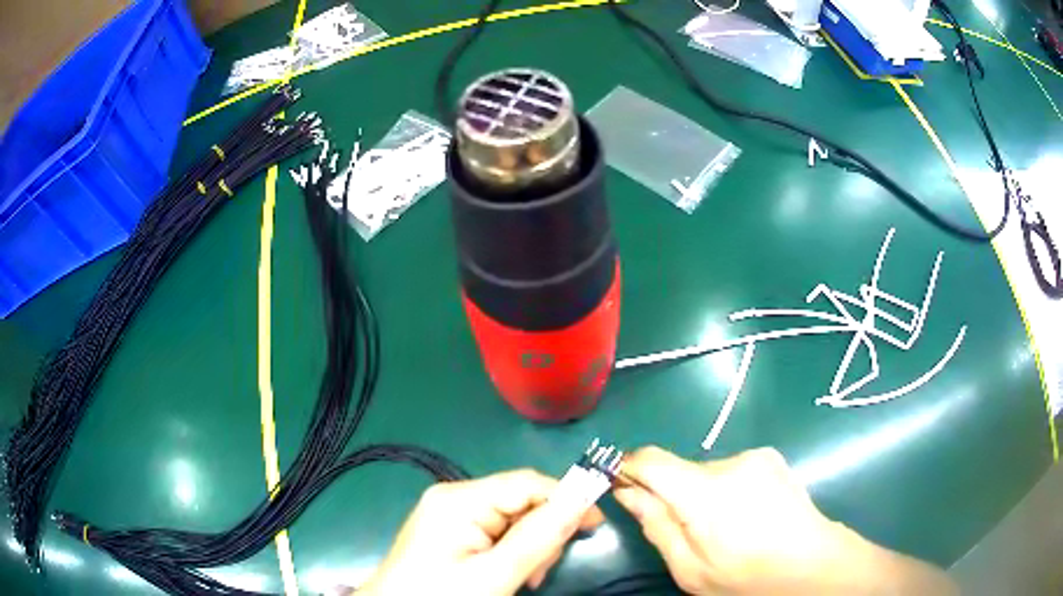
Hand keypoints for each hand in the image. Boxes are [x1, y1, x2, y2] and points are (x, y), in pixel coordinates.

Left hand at [360, 469, 604, 595]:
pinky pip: (494, 532)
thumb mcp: (495, 574)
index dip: (566, 499)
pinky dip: (511, 552)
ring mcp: (449, 515)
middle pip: (520, 501)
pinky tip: (510, 574)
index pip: (528, 483)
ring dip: (529, 547)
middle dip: (542, 533)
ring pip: (511, 519)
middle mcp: (454, 497)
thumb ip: (539, 537)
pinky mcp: (449, 532)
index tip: (595, 526)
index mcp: (460, 499)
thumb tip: (583, 498)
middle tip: (541, 571)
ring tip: (525, 579)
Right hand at [614, 446, 954, 594]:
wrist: (813, 565)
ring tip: (725, 528)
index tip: (620, 486)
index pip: (650, 459)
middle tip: (687, 531)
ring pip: (707, 471)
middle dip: (672, 494)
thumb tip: (626, 491)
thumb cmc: (747, 577)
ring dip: (702, 494)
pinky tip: (746, 517)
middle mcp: (730, 462)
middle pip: (680, 469)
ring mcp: (756, 457)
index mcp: (705, 492)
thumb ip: (655, 524)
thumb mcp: (689, 567)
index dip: (629, 468)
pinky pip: (732, 470)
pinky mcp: (772, 458)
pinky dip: (726, 490)